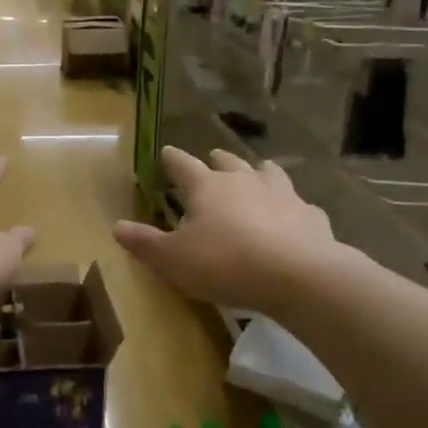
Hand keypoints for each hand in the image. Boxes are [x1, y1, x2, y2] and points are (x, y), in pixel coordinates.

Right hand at [113, 147, 338, 315]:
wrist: (297, 275)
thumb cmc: (225, 263)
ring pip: (268, 173)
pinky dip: (292, 206)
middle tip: (212, 157)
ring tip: (258, 170)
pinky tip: (294, 214)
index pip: (183, 165)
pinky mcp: (310, 215)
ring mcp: (282, 194)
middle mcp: (244, 181)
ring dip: (259, 171)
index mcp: (207, 187)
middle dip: (217, 160)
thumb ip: (145, 243)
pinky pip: (299, 204)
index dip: (172, 159)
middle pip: (228, 162)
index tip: (165, 152)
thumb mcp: (173, 259)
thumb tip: (116, 227)